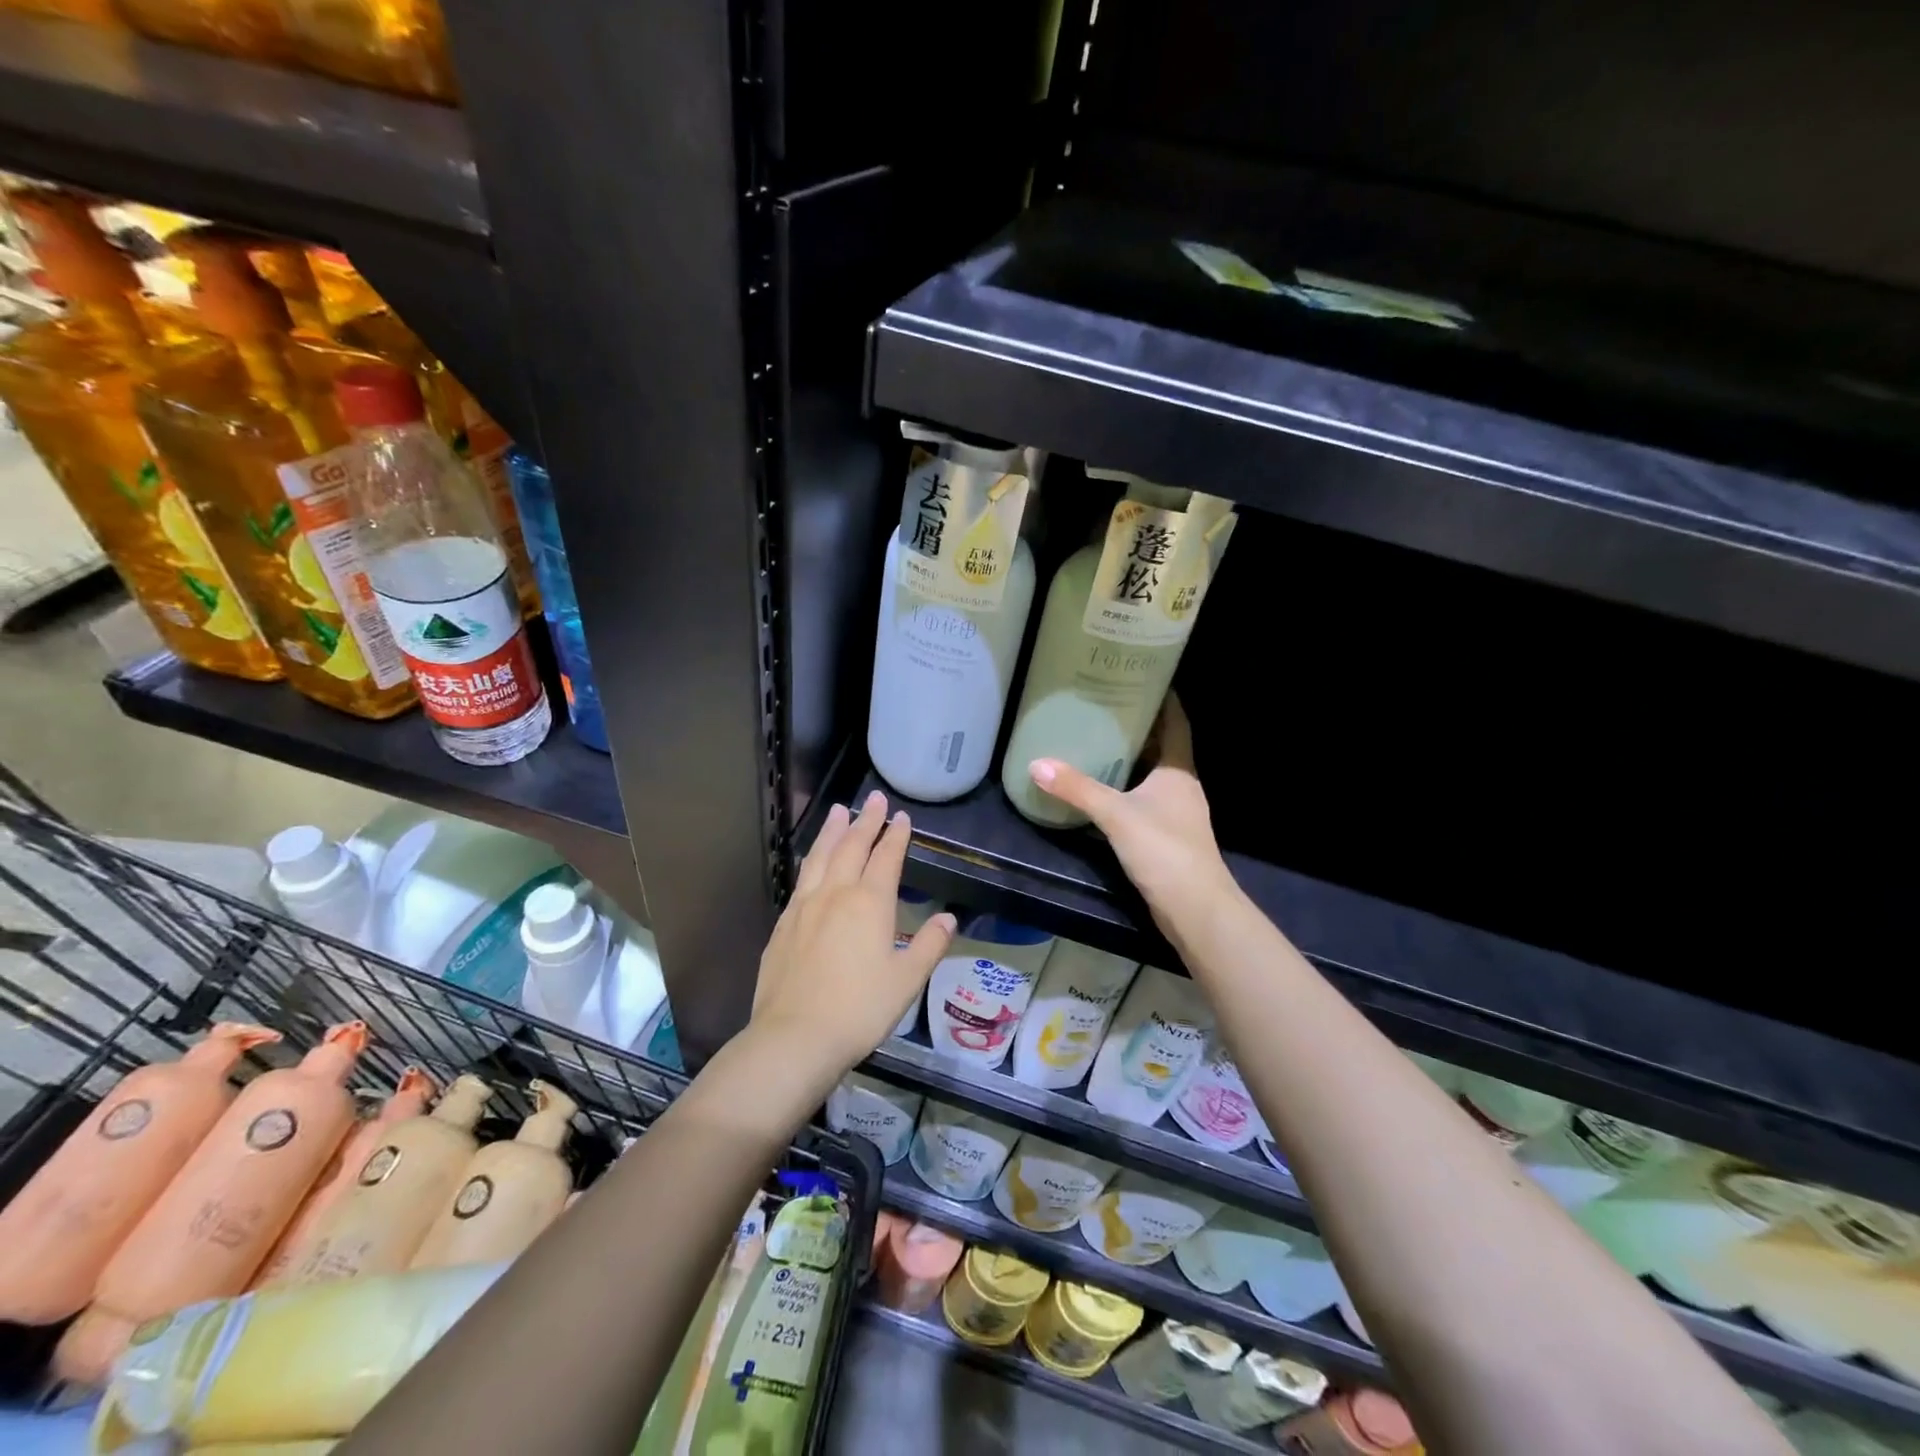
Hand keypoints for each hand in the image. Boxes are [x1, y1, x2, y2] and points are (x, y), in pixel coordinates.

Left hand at [752, 790, 956, 1077]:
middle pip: (852, 847)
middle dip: (865, 821)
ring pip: (821, 857)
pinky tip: (812, 862)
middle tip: (873, 799)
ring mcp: (804, 907)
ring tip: (839, 812)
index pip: (886, 857)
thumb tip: (948, 918)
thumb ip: (928, 945)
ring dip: (833, 831)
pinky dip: (811, 860)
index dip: (896, 835)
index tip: (901, 817)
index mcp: (869, 903)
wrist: (794, 1037)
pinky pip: (801, 879)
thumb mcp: (906, 980)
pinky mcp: (783, 924)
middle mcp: (835, 894)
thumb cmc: (859, 1009)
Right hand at [1027, 695, 1239, 934]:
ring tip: (1096, 738)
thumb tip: (1037, 764)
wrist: (1195, 909)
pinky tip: (1101, 788)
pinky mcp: (1166, 835)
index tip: (1141, 676)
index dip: (1164, 697)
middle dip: (1138, 725)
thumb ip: (1078, 789)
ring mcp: (1176, 812)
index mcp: (1178, 770)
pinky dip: (1125, 787)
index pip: (1175, 721)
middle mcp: (1181, 785)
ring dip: (1130, 757)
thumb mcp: (1116, 815)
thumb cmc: (1164, 851)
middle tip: (1104, 705)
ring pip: (1152, 773)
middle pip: (1161, 745)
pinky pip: (1143, 798)